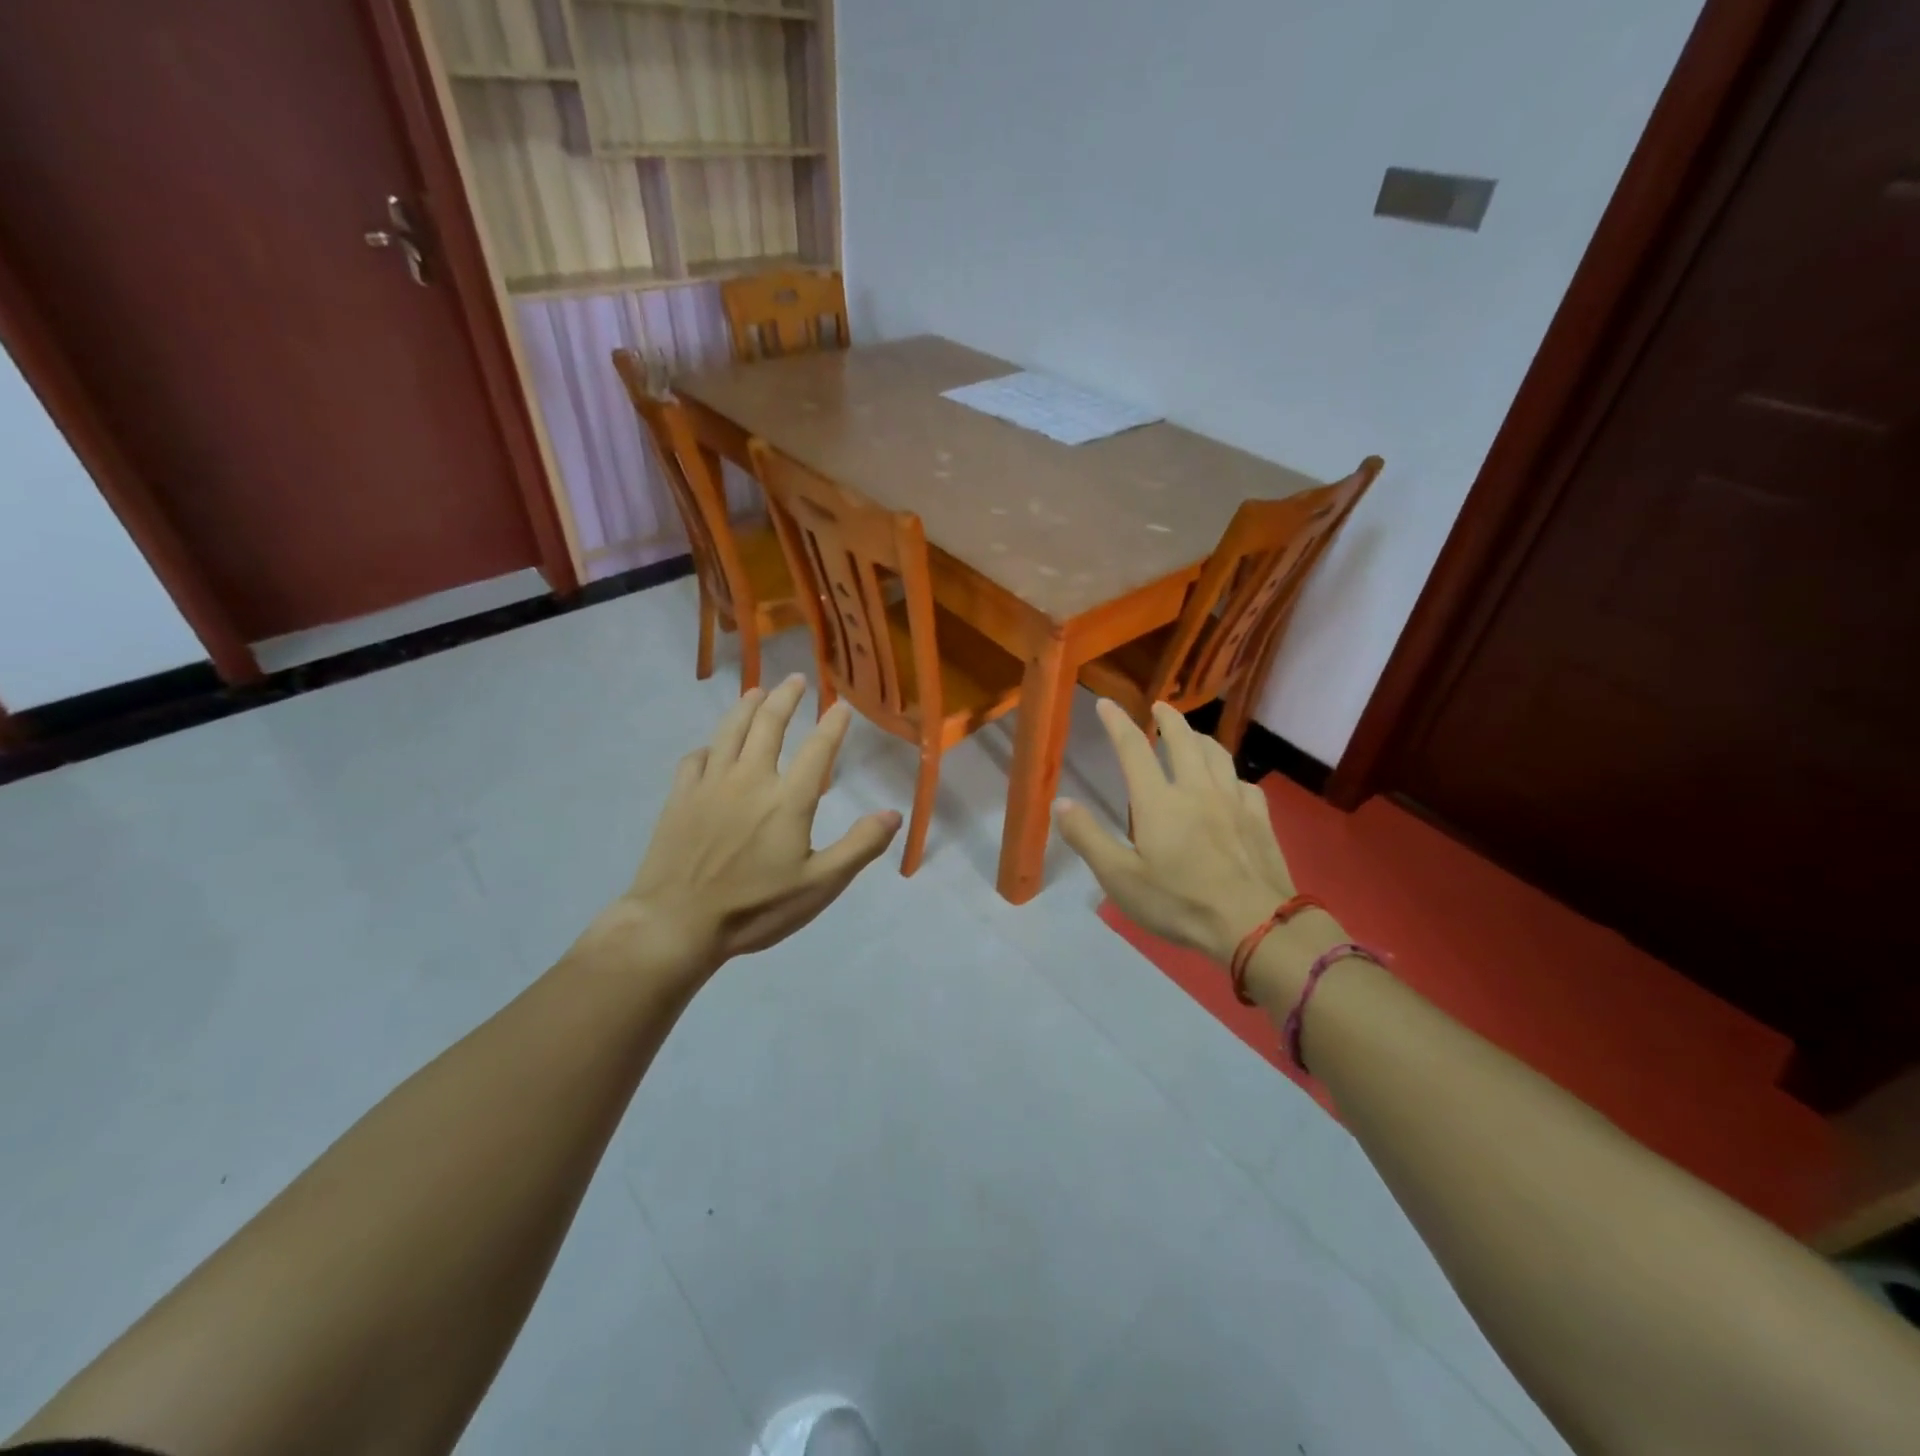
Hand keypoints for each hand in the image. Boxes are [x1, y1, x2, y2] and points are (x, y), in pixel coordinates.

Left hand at [582, 675, 900, 979]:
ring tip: (757, 691)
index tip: (842, 706)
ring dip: (746, 707)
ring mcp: (710, 784)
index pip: (817, 749)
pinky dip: (709, 746)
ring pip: (730, 731)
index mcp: (788, 799)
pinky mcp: (680, 797)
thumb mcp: (819, 886)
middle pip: (769, 724)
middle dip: (786, 697)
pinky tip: (712, 748)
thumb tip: (893, 814)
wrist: (676, 923)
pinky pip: (695, 758)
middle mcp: (750, 779)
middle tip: (795, 679)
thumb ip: (859, 847)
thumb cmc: (755, 908)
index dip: (833, 724)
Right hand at [1055, 700, 1295, 964]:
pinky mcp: (1260, 819)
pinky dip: (1231, 774)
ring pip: (1217, 754)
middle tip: (1159, 707)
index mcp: (1158, 801)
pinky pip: (1244, 783)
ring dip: (1201, 737)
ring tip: (1193, 735)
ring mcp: (1233, 802)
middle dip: (1168, 720)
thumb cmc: (1179, 902)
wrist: (1254, 924)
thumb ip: (1088, 838)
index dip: (1117, 723)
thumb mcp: (1120, 878)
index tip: (1106, 703)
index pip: (1134, 749)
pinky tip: (1231, 783)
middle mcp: (1197, 789)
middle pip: (1183, 741)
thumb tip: (1061, 803)